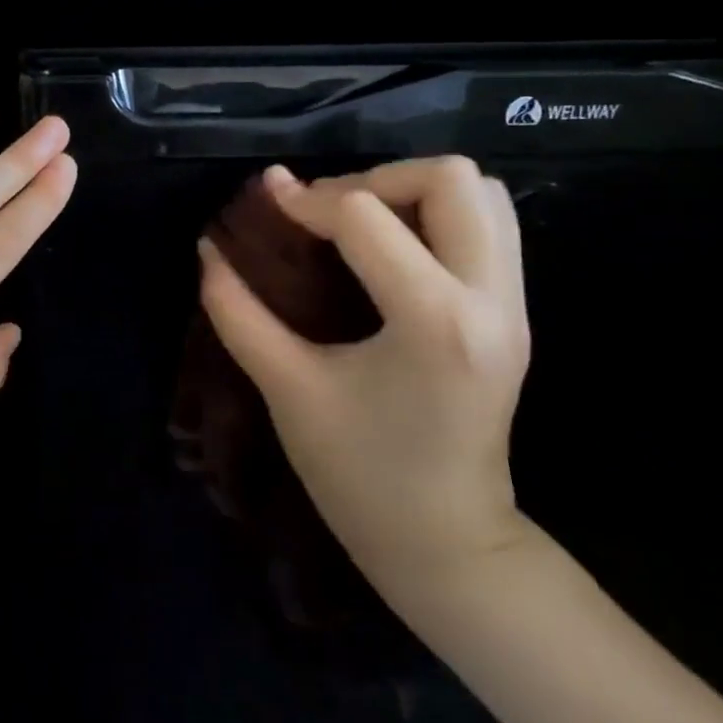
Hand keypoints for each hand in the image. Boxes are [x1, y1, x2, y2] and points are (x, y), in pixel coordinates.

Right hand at [197, 156, 531, 599]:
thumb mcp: (286, 388)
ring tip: (357, 224)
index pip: (367, 217)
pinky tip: (386, 250)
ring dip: (413, 191)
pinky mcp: (514, 314)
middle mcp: (490, 300)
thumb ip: (239, 312)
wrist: (446, 545)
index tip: (267, 206)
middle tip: (326, 211)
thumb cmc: (359, 475)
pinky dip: (435, 215)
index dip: (306, 200)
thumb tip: (208, 250)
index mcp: (434, 322)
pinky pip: (488, 227)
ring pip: (484, 195)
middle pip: (454, 179)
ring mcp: (514, 306)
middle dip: (376, 178)